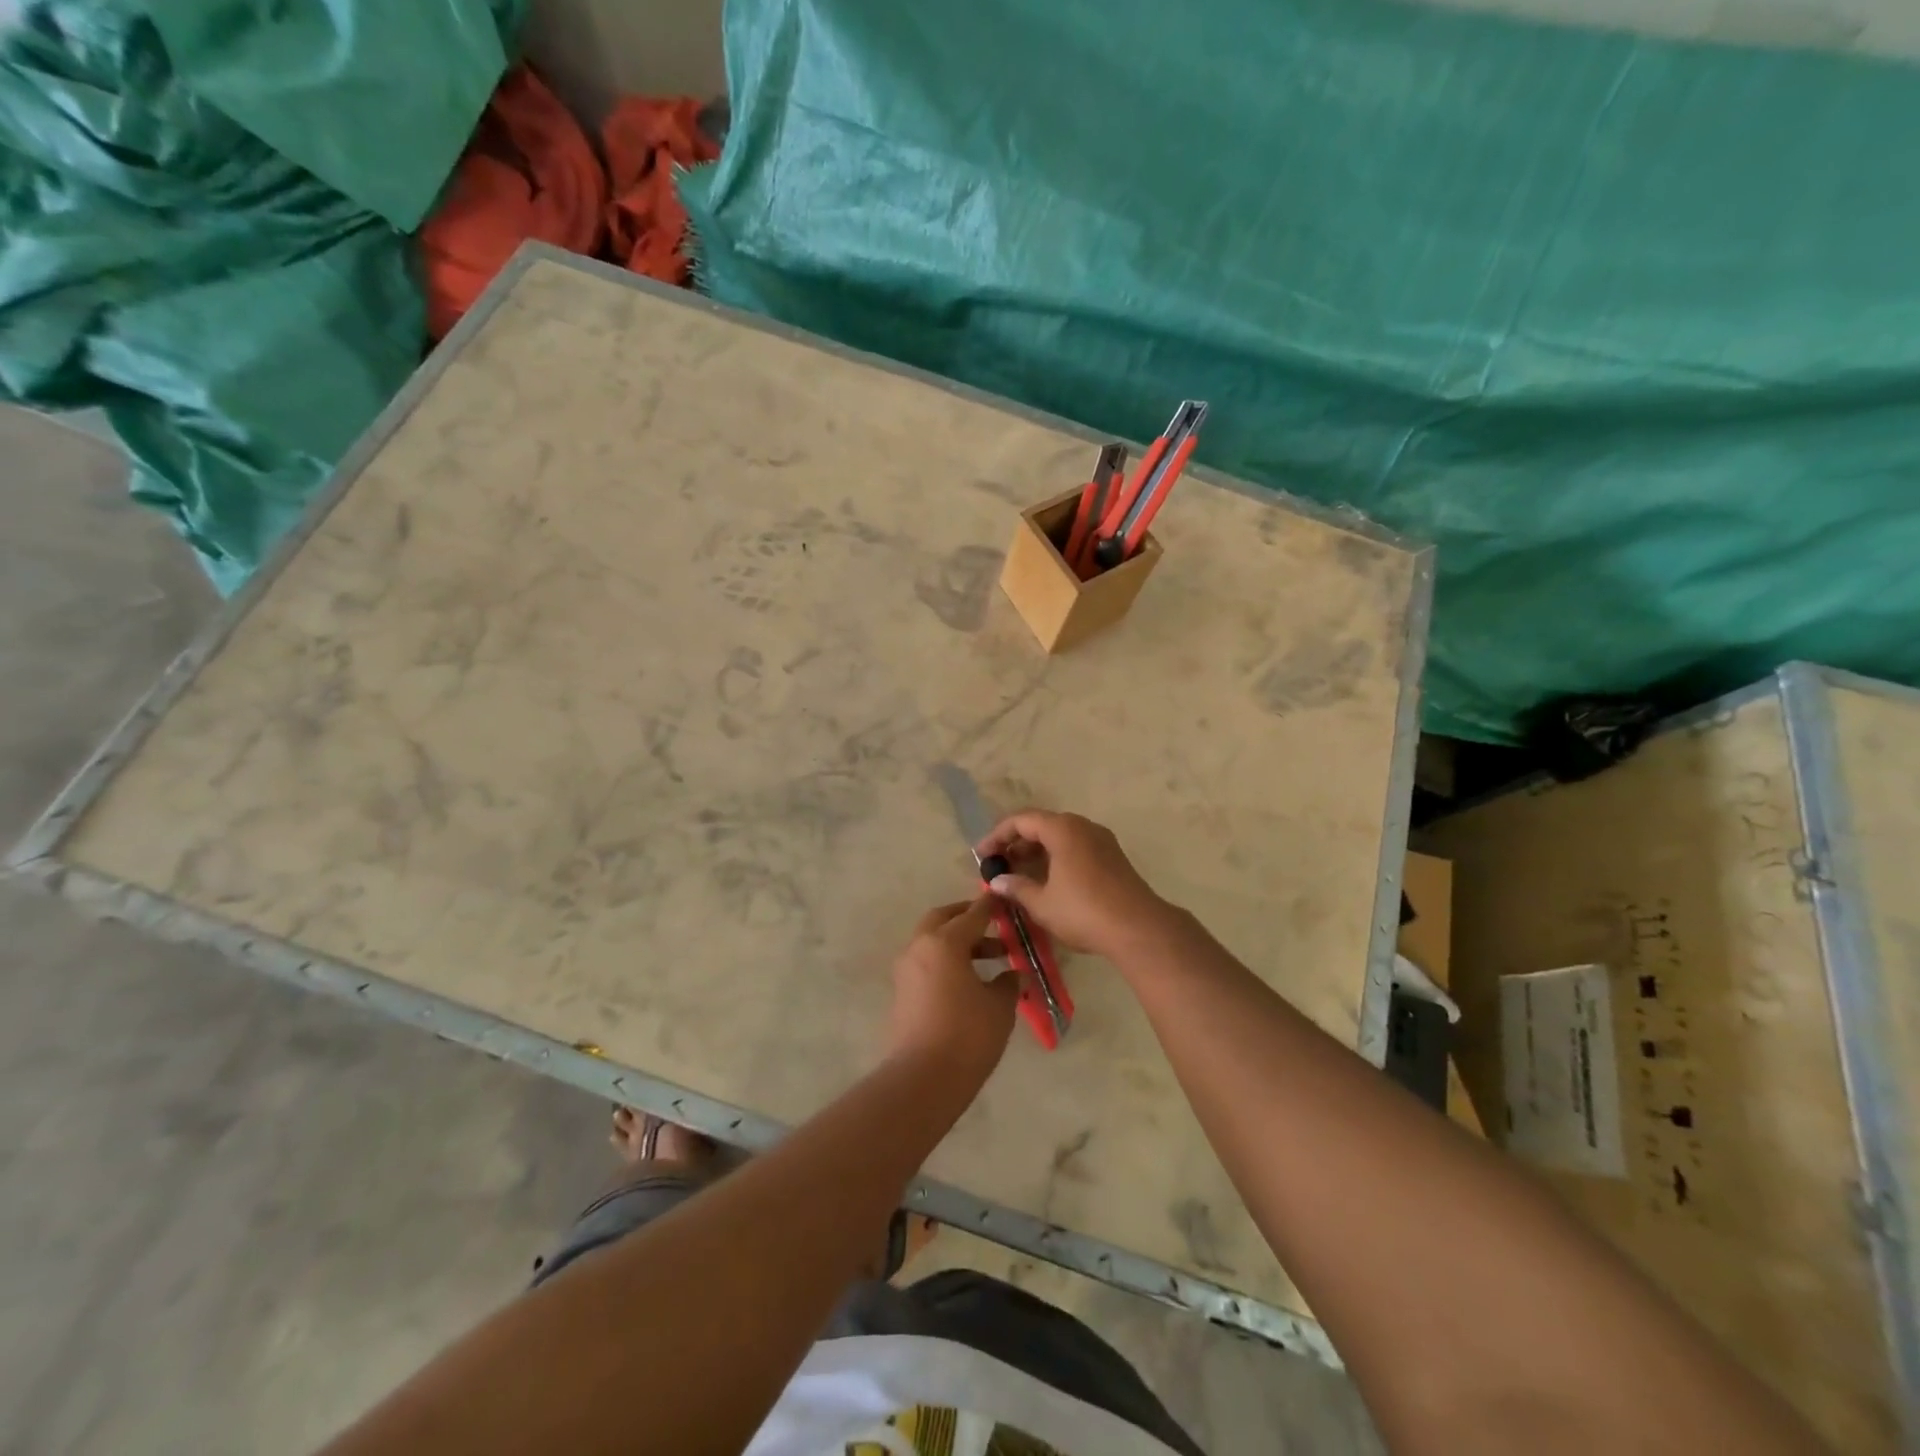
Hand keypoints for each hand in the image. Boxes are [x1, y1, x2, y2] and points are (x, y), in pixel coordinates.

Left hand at [885, 898, 1017, 1079]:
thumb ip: (1008, 983)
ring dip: (959, 943)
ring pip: (933, 942)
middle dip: (967, 918)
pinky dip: (947, 961)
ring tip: (993, 959)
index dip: (991, 906)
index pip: (972, 914)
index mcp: (944, 942)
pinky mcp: (902, 992)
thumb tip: (1013, 974)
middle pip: (943, 920)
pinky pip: (927, 963)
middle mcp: (920, 947)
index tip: (1004, 898)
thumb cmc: (967, 1035)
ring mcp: (906, 970)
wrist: (923, 1080)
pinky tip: (970, 981)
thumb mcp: (999, 1007)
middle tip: (993, 925)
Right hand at [975, 809, 1171, 959]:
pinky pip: (1076, 848)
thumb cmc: (1084, 911)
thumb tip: (997, 881)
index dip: (997, 836)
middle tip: (999, 865)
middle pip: (1042, 825)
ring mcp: (1101, 841)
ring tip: (1018, 875)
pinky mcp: (1112, 857)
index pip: (1021, 821)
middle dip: (1017, 843)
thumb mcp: (1042, 903)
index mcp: (1063, 829)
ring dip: (1036, 852)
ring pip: (1060, 837)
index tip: (982, 856)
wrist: (1139, 929)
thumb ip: (1016, 887)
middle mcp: (1082, 826)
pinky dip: (1055, 858)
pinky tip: (1047, 882)